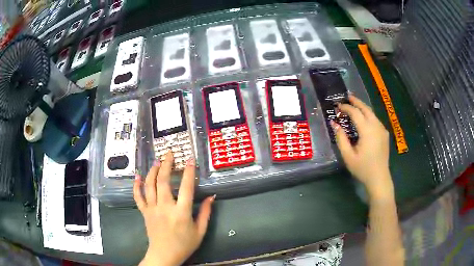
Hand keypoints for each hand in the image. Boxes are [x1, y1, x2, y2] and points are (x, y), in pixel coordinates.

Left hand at [134, 151, 214, 265]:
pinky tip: (137, 176)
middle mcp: (165, 207)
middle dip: (167, 165)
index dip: (189, 172)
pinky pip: (138, 197)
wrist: (164, 255)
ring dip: (153, 171)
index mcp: (182, 213)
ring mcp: (152, 209)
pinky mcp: (144, 212)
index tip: (190, 159)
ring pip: (150, 185)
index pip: (187, 188)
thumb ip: (206, 213)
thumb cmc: (184, 244)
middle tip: (169, 154)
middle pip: (164, 181)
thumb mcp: (200, 231)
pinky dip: (136, 186)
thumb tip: (212, 197)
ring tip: (157, 161)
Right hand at [331, 95, 392, 196]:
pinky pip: (375, 120)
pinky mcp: (384, 134)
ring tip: (354, 105)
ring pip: (372, 113)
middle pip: (366, 109)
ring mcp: (382, 129)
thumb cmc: (363, 168)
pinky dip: (368, 115)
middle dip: (356, 101)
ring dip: (363, 107)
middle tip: (347, 97)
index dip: (346, 108)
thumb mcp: (348, 156)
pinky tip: (364, 118)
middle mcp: (376, 126)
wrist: (379, 178)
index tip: (337, 106)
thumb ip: (341, 138)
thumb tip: (335, 123)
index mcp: (367, 131)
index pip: (355, 113)